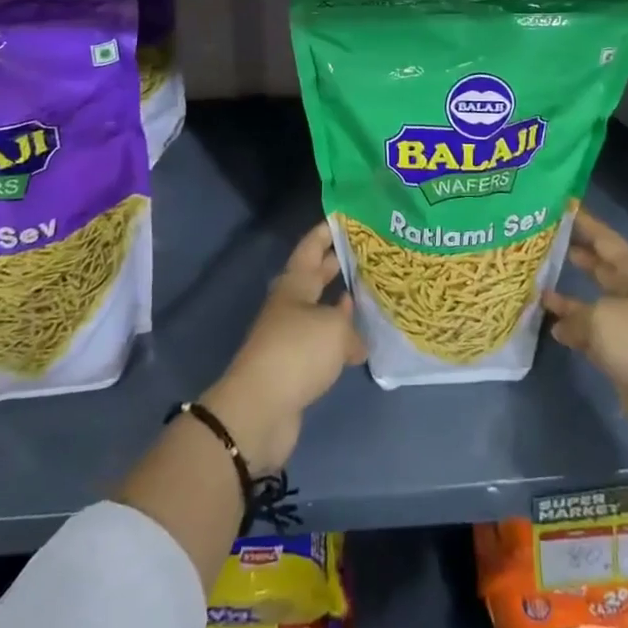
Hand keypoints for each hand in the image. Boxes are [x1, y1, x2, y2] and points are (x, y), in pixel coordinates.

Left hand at [202, 221, 365, 474]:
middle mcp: (290, 305)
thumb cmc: (297, 352)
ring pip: (319, 310)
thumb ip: (351, 327)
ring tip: (367, 295)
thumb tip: (357, 341)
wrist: (260, 409)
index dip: (325, 232)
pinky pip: (321, 342)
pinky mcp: (294, 367)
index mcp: (294, 285)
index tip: (345, 218)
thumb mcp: (334, 330)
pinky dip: (338, 338)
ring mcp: (290, 336)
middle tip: (365, 253)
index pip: (310, 248)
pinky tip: (358, 343)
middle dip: (335, 264)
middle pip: (314, 278)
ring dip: (339, 304)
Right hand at [543, 207, 627, 452]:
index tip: (562, 208)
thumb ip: (574, 312)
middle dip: (578, 256)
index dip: (586, 224)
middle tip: (546, 243)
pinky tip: (553, 329)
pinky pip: (592, 335)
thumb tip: (558, 318)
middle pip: (601, 269)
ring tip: (539, 287)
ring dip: (569, 298)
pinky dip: (574, 331)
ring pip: (593, 304)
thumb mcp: (601, 317)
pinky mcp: (623, 357)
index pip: (607, 240)